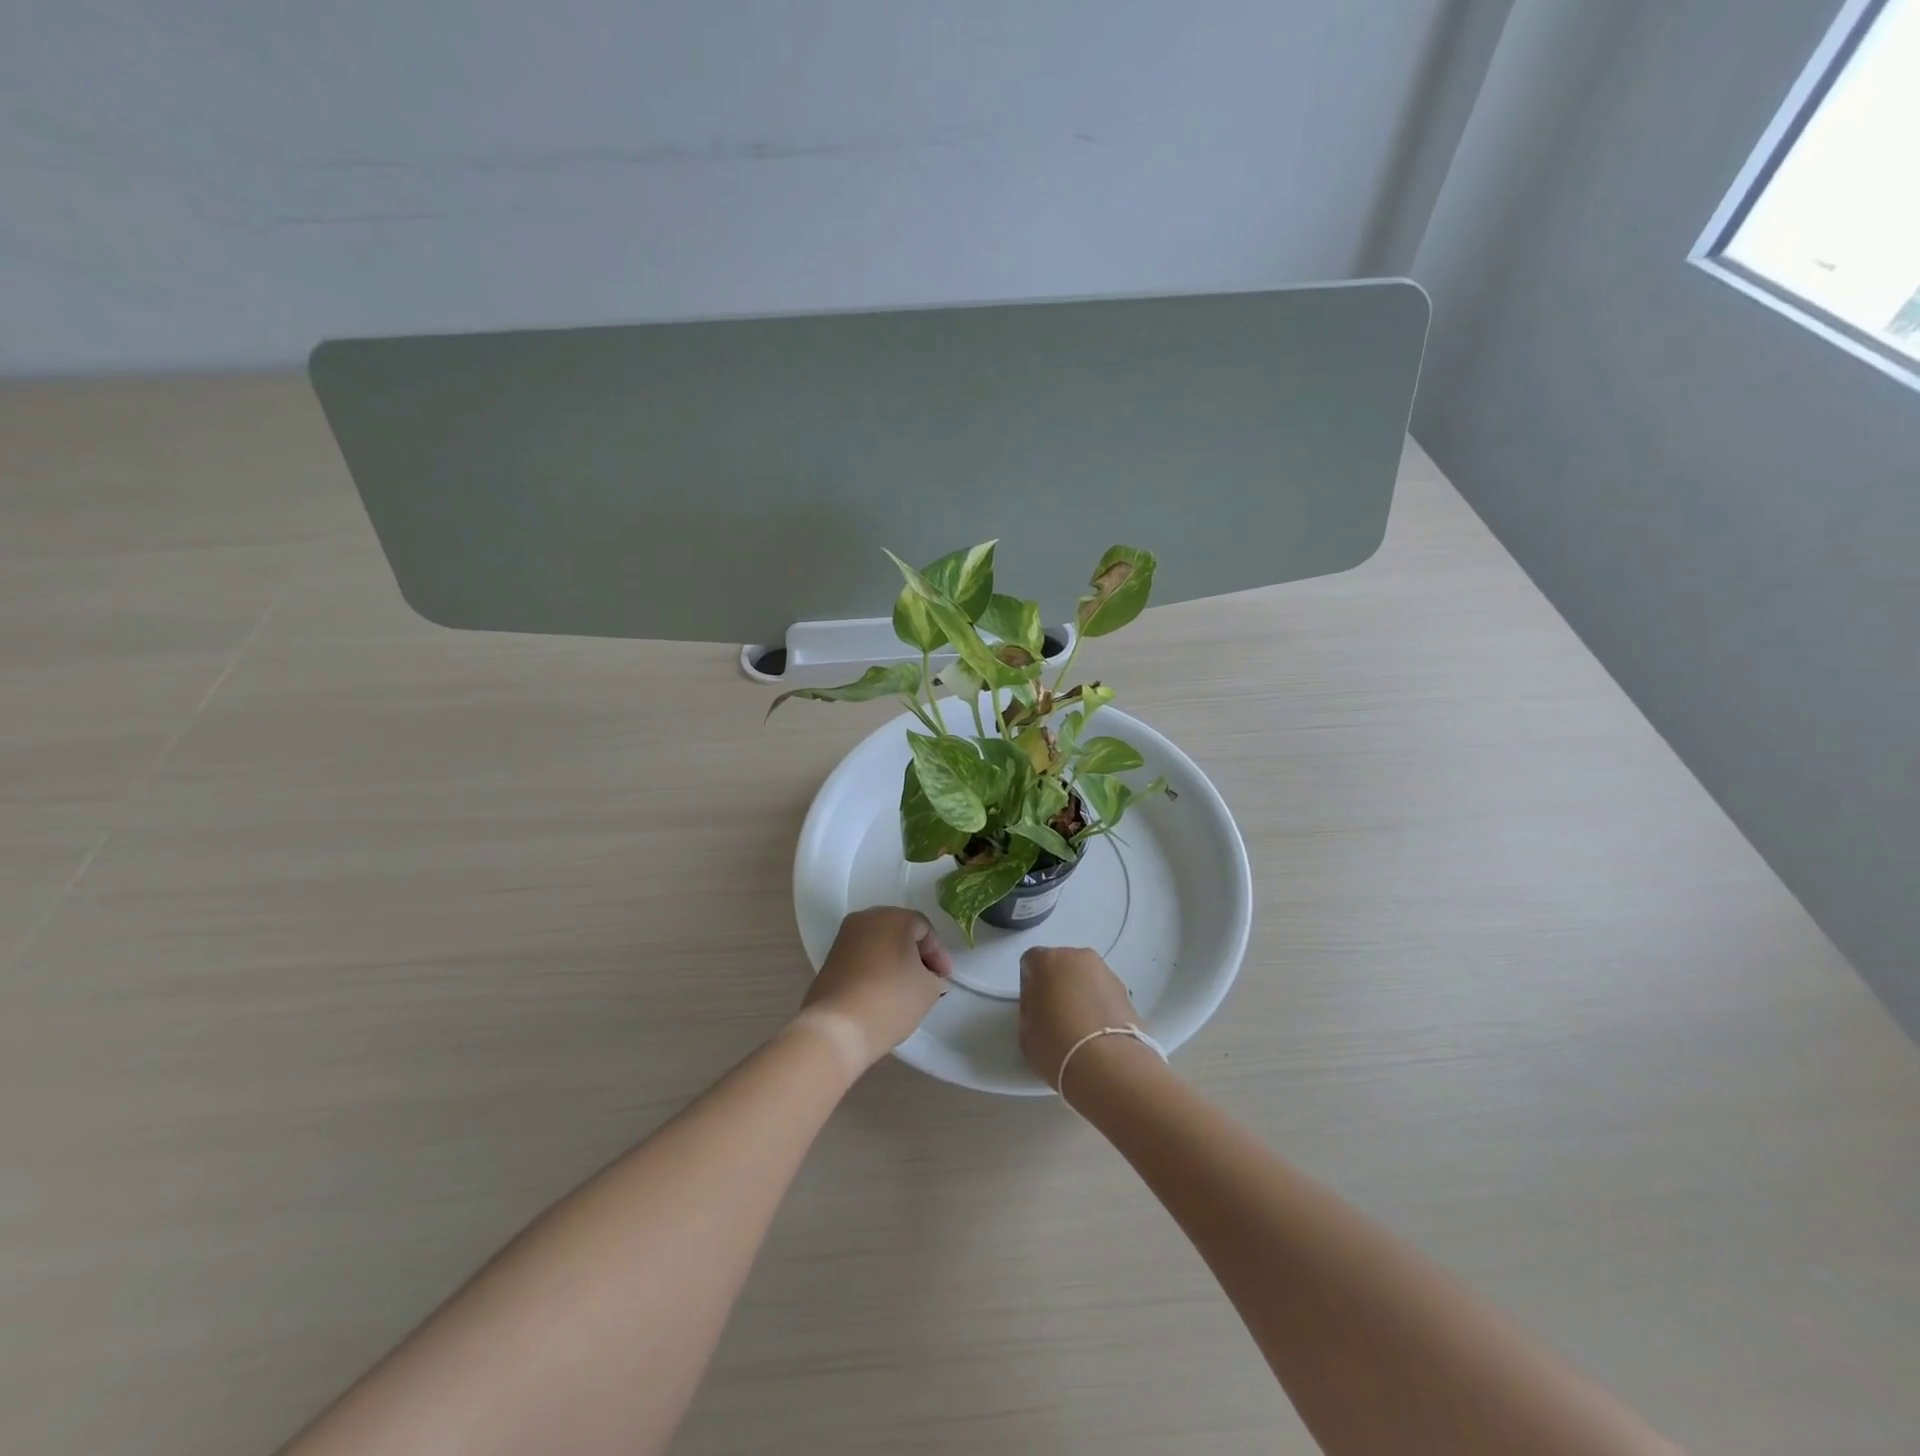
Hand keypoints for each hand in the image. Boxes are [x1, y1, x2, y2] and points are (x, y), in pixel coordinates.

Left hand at [800, 907, 952, 1073]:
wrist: (836, 1028)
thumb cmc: (890, 1000)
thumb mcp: (928, 989)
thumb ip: (934, 976)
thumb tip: (926, 976)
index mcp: (893, 917)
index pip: (924, 929)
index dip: (938, 954)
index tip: (944, 979)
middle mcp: (866, 919)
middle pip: (899, 931)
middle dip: (915, 954)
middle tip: (928, 979)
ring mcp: (844, 938)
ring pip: (879, 944)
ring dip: (894, 961)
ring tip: (905, 989)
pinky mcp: (830, 959)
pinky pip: (862, 957)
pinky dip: (875, 969)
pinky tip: (882, 992)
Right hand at [1018, 946, 1148, 1088]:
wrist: (1107, 1064)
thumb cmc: (1056, 1044)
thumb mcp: (1026, 1029)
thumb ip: (1030, 1008)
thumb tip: (1040, 1004)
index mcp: (1047, 960)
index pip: (1031, 962)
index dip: (1029, 984)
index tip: (1033, 1007)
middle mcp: (1078, 957)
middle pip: (1062, 966)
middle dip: (1058, 985)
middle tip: (1055, 1016)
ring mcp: (1106, 972)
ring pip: (1086, 979)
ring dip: (1081, 995)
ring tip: (1080, 1028)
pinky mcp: (1127, 992)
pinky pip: (1104, 995)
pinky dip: (1100, 1007)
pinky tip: (1097, 1034)